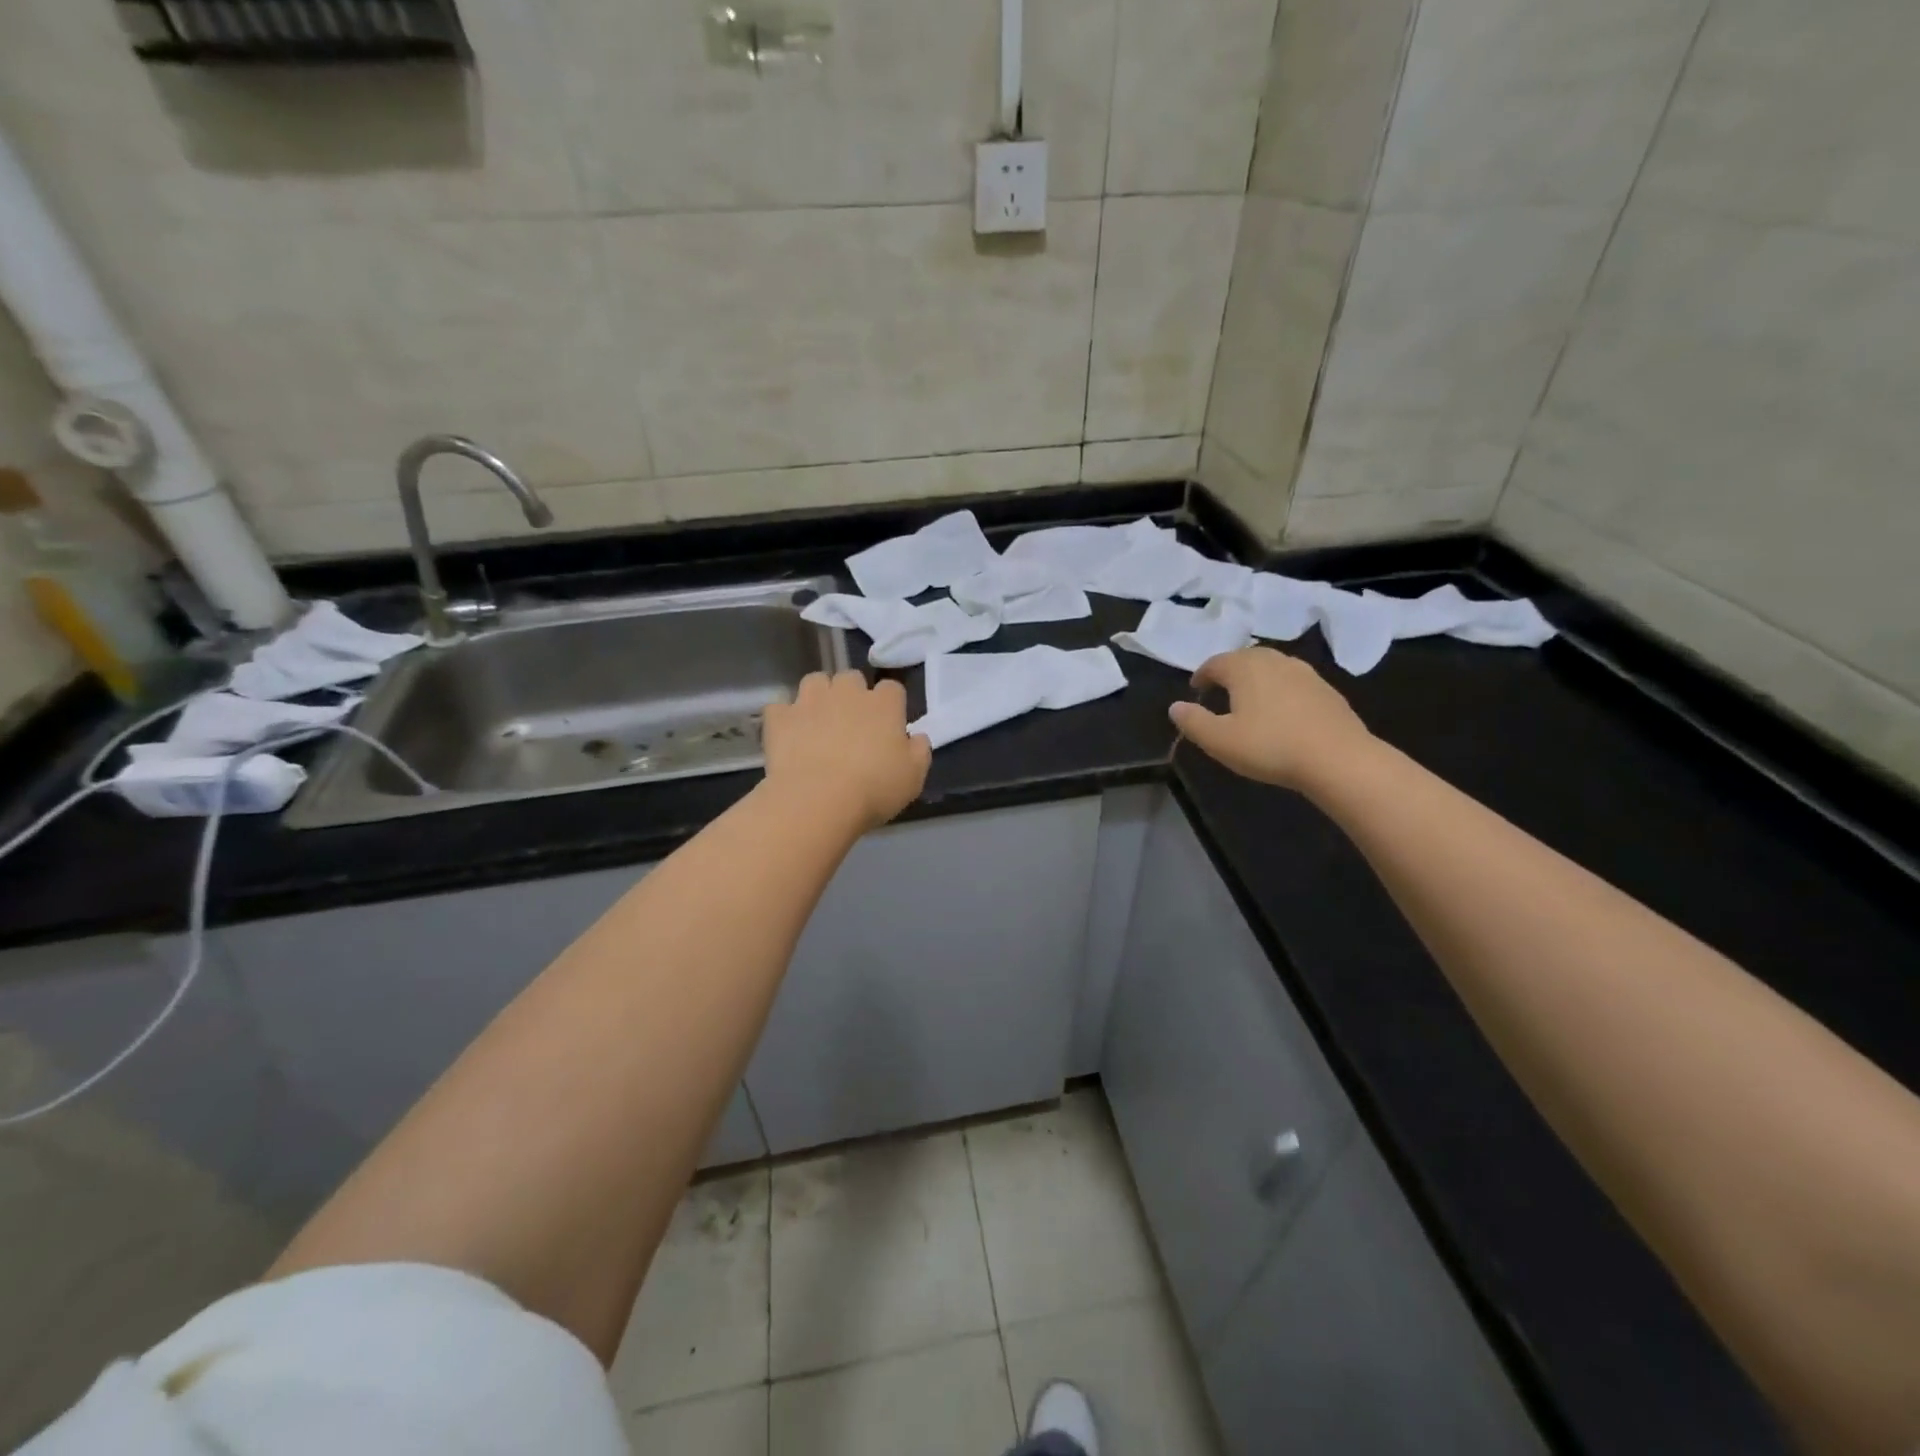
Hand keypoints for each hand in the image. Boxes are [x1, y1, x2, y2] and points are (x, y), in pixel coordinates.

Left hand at [762, 671, 931, 831]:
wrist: (817, 800)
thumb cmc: (874, 789)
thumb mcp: (913, 777)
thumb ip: (919, 751)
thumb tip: (916, 737)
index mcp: (884, 704)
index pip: (892, 688)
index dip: (890, 705)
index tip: (888, 726)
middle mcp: (847, 692)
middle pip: (851, 678)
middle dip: (852, 694)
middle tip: (851, 723)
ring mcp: (810, 701)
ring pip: (815, 681)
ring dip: (818, 696)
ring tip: (818, 722)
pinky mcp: (780, 717)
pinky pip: (781, 708)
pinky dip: (785, 718)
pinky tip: (789, 736)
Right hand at [1169, 647, 1373, 791]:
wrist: (1338, 758)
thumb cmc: (1270, 746)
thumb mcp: (1220, 741)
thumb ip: (1193, 722)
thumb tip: (1175, 707)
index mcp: (1245, 667)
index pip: (1215, 663)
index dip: (1202, 675)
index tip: (1195, 689)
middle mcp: (1275, 661)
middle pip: (1245, 658)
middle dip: (1230, 671)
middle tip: (1220, 689)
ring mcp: (1305, 673)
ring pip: (1272, 667)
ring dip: (1257, 678)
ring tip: (1250, 698)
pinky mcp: (1327, 690)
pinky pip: (1294, 682)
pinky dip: (1280, 690)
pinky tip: (1282, 711)